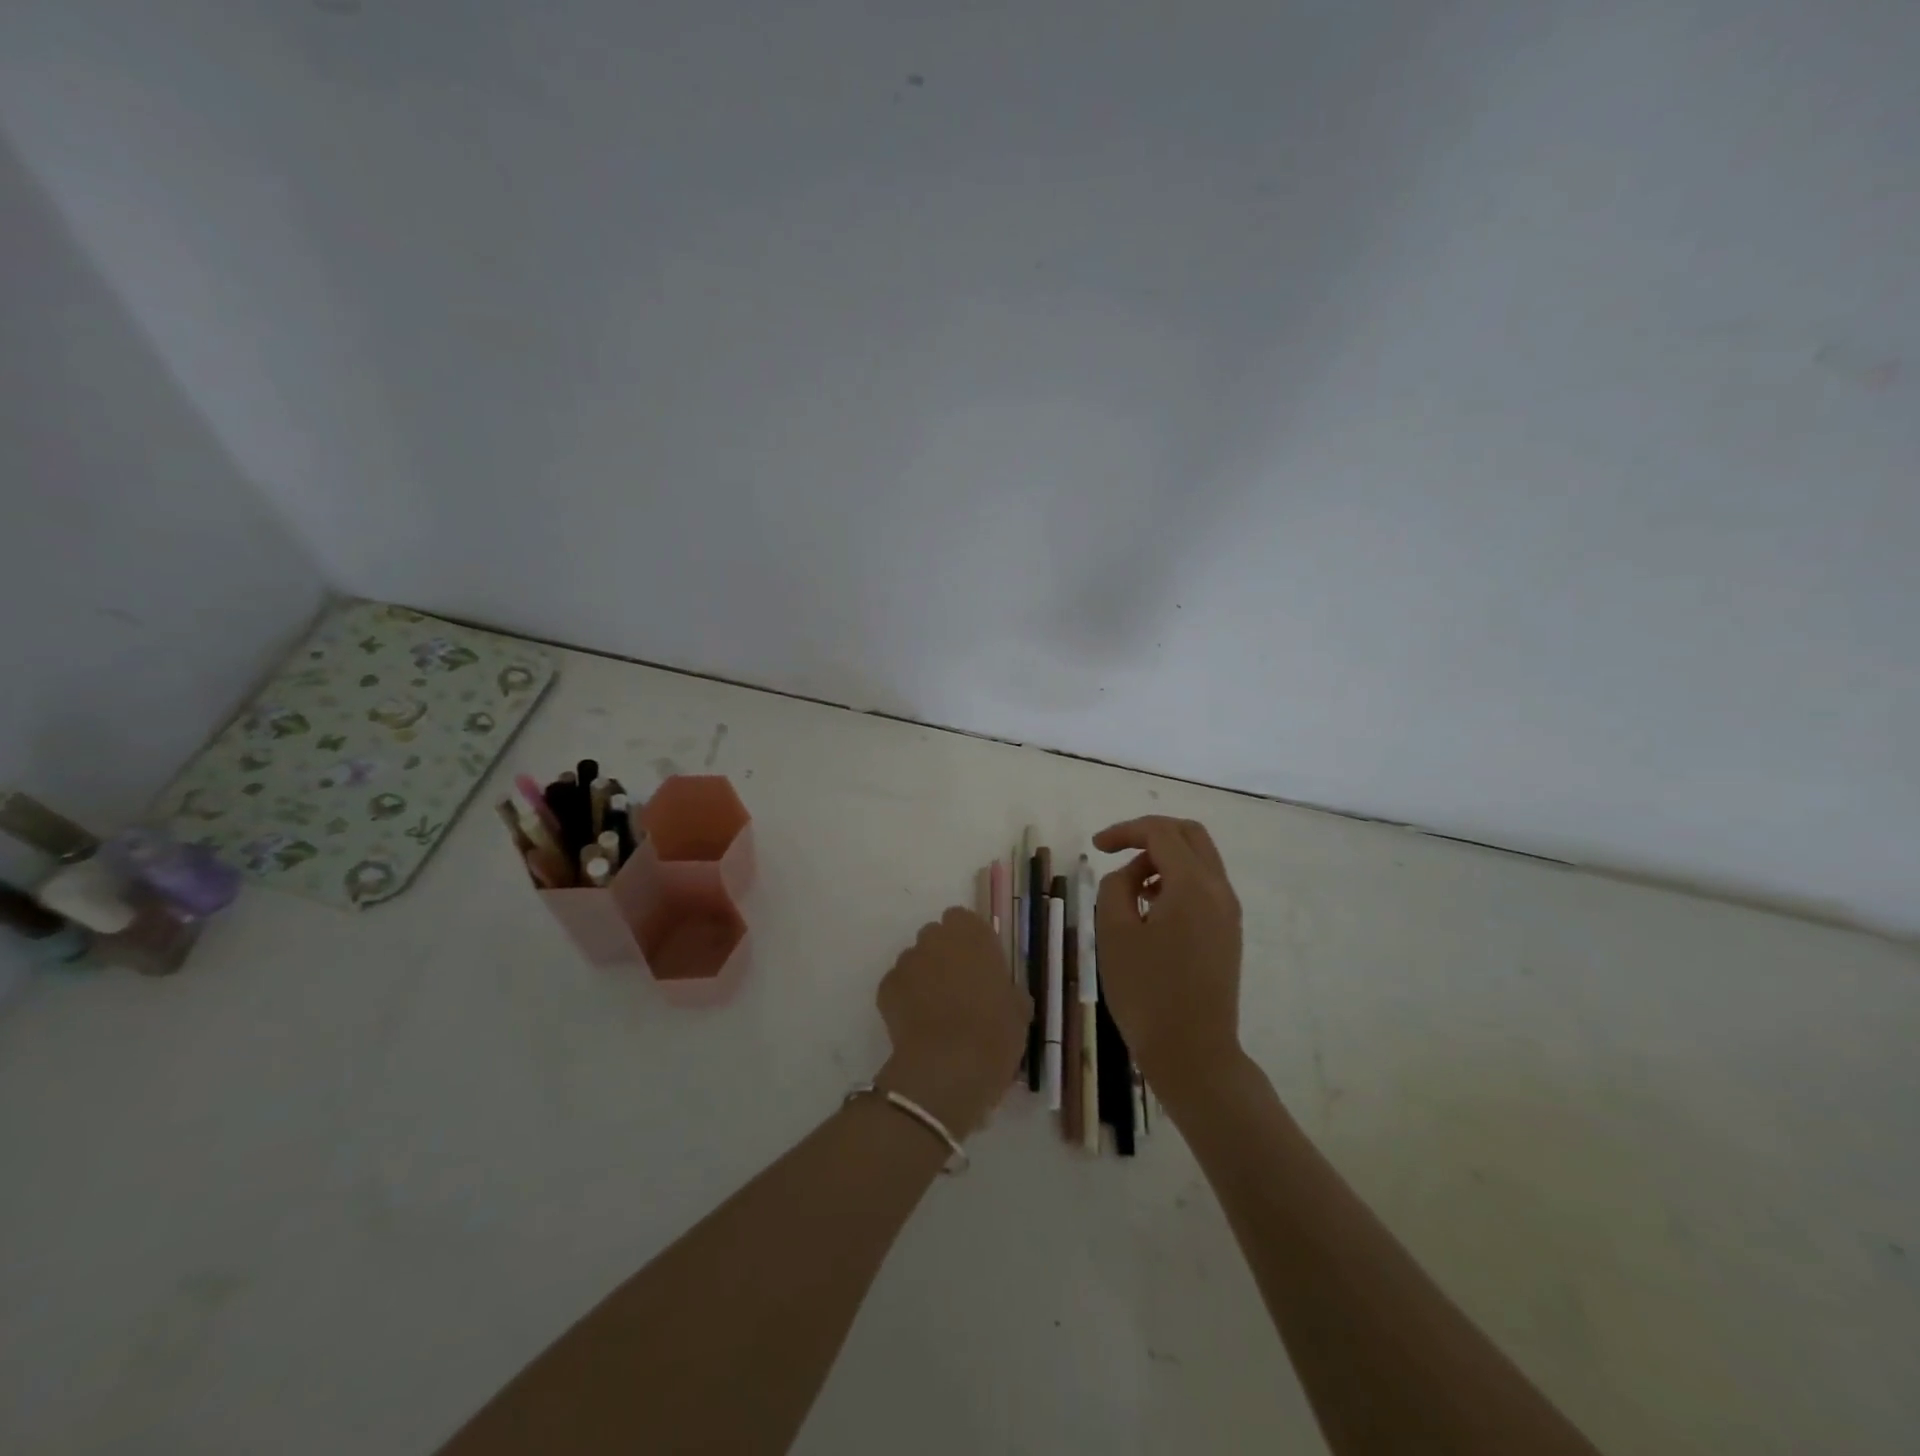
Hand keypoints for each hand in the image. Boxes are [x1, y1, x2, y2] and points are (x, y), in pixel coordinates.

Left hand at [874, 907, 1030, 1138]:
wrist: (948, 1066)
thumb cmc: (994, 1032)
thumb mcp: (1018, 1010)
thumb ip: (1007, 989)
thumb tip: (1003, 993)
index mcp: (973, 934)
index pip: (963, 919)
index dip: (969, 941)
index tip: (978, 964)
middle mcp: (936, 938)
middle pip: (936, 937)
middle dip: (944, 955)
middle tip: (958, 988)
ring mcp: (908, 960)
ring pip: (915, 961)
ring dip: (924, 977)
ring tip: (936, 1012)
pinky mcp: (886, 987)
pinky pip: (898, 986)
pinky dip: (905, 999)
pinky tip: (918, 1025)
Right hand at [1092, 816, 1243, 1098]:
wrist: (1193, 1053)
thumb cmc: (1146, 992)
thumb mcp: (1113, 932)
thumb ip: (1115, 887)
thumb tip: (1130, 876)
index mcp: (1192, 884)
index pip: (1160, 832)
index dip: (1124, 831)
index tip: (1096, 847)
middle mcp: (1219, 889)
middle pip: (1189, 835)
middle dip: (1150, 835)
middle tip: (1118, 853)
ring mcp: (1229, 912)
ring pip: (1200, 859)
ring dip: (1164, 859)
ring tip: (1131, 889)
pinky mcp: (1228, 932)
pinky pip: (1204, 886)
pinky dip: (1177, 880)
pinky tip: (1151, 909)